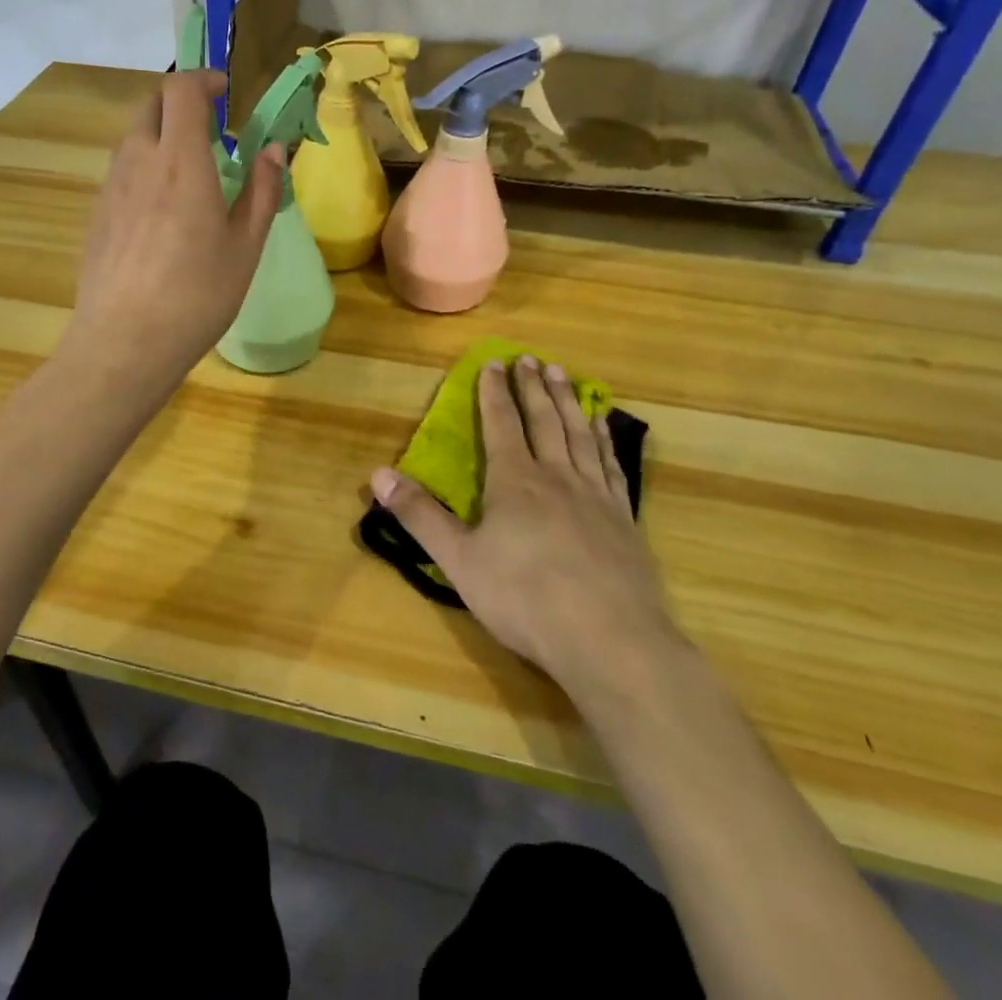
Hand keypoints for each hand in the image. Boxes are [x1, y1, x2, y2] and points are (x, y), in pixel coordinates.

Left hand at [64, 70, 282, 382]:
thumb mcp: (245, 245)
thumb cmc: (198, 294)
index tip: (226, 91)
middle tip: (210, 128)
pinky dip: (144, 168)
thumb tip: (273, 149)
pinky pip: (121, 172)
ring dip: (161, 136)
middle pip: (150, 105)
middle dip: (180, 102)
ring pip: (133, 138)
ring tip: (190, 173)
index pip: (181, 90)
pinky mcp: (97, 215)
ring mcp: (111, 188)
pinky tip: (163, 212)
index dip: (204, 79)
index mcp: (180, 160)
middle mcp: (138, 161)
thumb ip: (261, 189)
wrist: (126, 342)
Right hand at [371, 356, 682, 699]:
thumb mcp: (459, 560)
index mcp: (515, 481)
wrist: (611, 641)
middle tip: (531, 359)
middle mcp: (556, 477)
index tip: (493, 363)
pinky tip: (604, 427)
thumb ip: (419, 515)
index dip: (494, 393)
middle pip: (544, 420)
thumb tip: (378, 474)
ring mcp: (595, 496)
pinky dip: (604, 438)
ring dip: (569, 401)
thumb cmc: (525, 599)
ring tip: (564, 375)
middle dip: (533, 387)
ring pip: (580, 434)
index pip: (501, 424)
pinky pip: (611, 465)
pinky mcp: (624, 520)